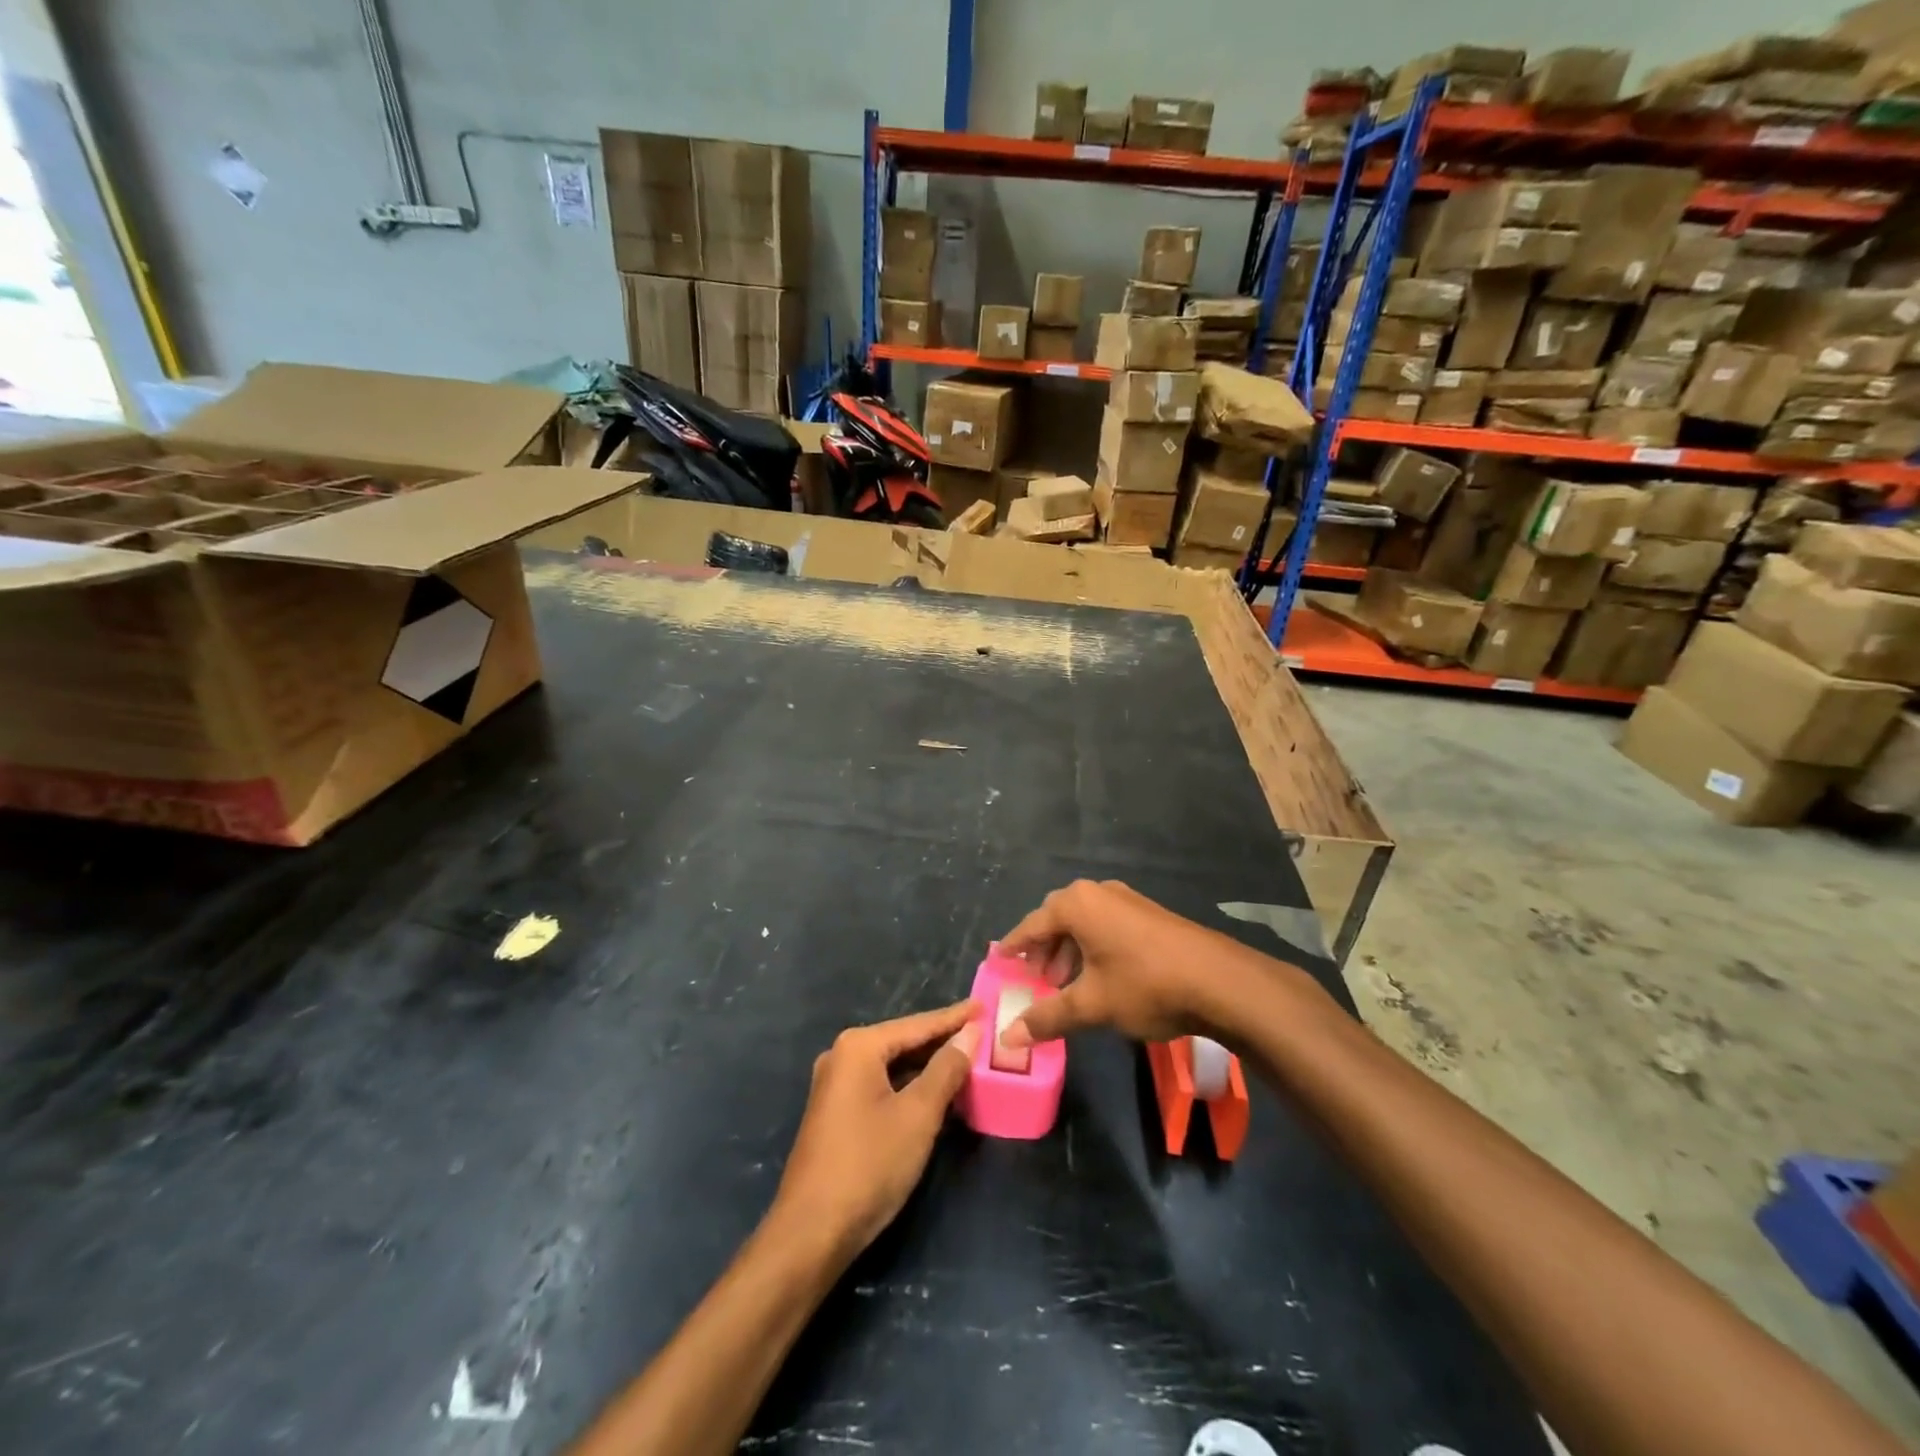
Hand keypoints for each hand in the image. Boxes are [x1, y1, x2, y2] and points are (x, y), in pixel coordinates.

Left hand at [773, 1002, 979, 1258]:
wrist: (811, 1233)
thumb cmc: (869, 1165)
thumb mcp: (918, 1115)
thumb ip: (946, 1070)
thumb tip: (969, 1034)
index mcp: (859, 1047)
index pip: (918, 1025)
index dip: (955, 1018)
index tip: (984, 1005)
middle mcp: (843, 1056)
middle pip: (903, 1041)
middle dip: (942, 1040)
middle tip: (982, 1033)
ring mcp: (836, 1085)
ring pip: (893, 1065)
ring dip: (928, 1065)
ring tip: (968, 1058)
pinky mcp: (837, 1112)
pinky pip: (882, 1085)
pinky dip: (910, 1085)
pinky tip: (936, 1092)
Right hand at [998, 880, 1263, 1050]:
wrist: (1220, 981)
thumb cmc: (1145, 985)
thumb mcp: (1092, 1005)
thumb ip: (1047, 1018)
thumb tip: (1007, 1039)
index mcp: (1077, 904)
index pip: (1031, 926)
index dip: (1014, 947)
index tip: (999, 962)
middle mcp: (1098, 892)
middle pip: (1056, 919)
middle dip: (1043, 950)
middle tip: (1034, 981)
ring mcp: (1126, 900)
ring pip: (1084, 924)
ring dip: (1068, 952)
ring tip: (1066, 986)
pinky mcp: (1148, 914)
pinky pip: (1106, 926)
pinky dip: (1093, 948)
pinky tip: (1100, 978)